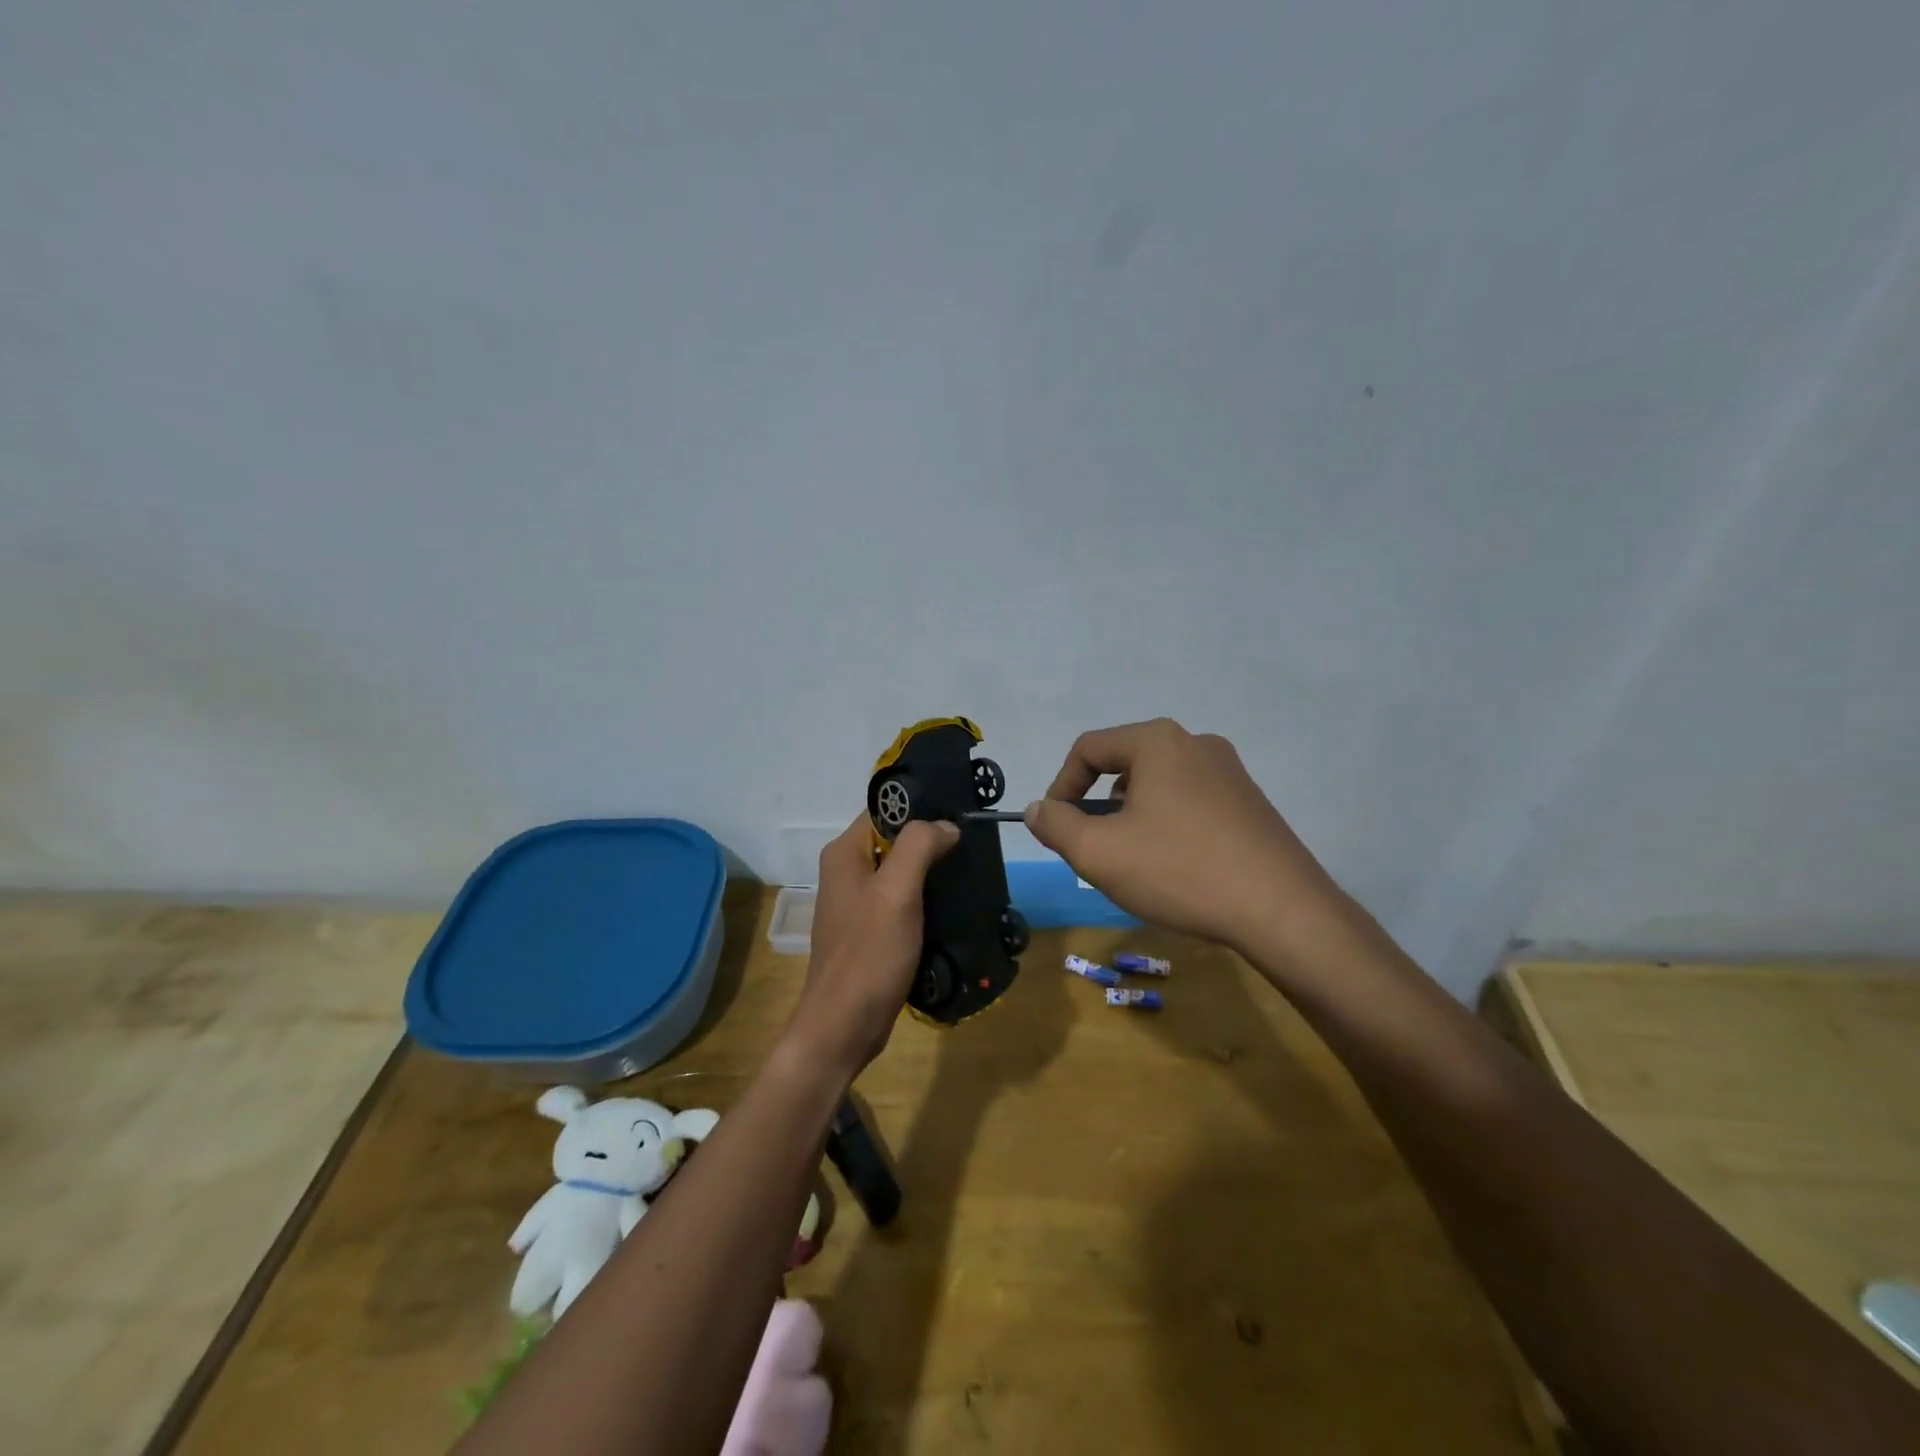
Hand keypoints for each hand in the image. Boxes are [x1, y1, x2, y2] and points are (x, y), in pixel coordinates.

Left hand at [785, 815, 958, 1078]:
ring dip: (934, 872)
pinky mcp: (872, 931)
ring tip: (972, 872)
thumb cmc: (868, 955)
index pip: (885, 809)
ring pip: (903, 872)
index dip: (922, 807)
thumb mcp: (896, 893)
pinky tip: (956, 906)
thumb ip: (919, 847)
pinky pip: (904, 901)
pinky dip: (928, 900)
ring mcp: (859, 903)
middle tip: (975, 846)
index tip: (962, 813)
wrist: (843, 1027)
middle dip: (933, 841)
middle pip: (896, 840)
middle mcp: (848, 871)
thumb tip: (947, 825)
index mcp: (845, 853)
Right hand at [1024, 718, 1341, 955]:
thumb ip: (1055, 825)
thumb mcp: (1099, 852)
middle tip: (1095, 849)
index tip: (1056, 827)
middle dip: (1099, 806)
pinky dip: (1168, 826)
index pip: (1088, 749)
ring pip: (1159, 785)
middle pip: (1125, 765)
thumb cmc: (1180, 871)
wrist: (1282, 911)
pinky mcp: (1251, 802)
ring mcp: (1230, 772)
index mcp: (1158, 742)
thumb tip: (1039, 809)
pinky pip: (1191, 802)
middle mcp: (1196, 743)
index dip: (1061, 786)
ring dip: (1133, 817)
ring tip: (1135, 863)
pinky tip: (1176, 867)